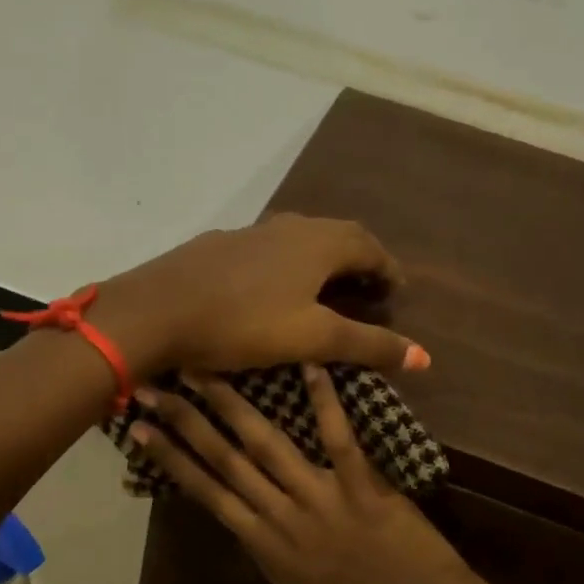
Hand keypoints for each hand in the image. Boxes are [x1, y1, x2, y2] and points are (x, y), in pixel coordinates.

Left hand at [100, 214, 427, 376]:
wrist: (157, 309)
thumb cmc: (243, 324)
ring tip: (326, 290)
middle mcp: (288, 227)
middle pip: (337, 236)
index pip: (370, 247)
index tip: (397, 292)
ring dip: (322, 261)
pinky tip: (272, 290)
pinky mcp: (219, 246)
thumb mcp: (313, 339)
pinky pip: (268, 250)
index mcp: (319, 243)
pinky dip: (287, 265)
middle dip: (359, 261)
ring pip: (300, 240)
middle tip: (368, 290)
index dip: (388, 269)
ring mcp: (250, 233)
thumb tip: (425, 356)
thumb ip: (368, 344)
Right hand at [127, 363, 501, 583]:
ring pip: (267, 446)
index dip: (170, 459)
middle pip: (224, 461)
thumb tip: (242, 514)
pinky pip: (339, 440)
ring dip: (232, 406)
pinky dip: (324, 403)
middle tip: (151, 387)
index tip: (139, 430)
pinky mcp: (362, 488)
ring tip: (203, 370)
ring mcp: (321, 500)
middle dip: (184, 422)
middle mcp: (281, 517)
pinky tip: (310, 366)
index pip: (206, 492)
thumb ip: (266, 548)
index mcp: (263, 544)